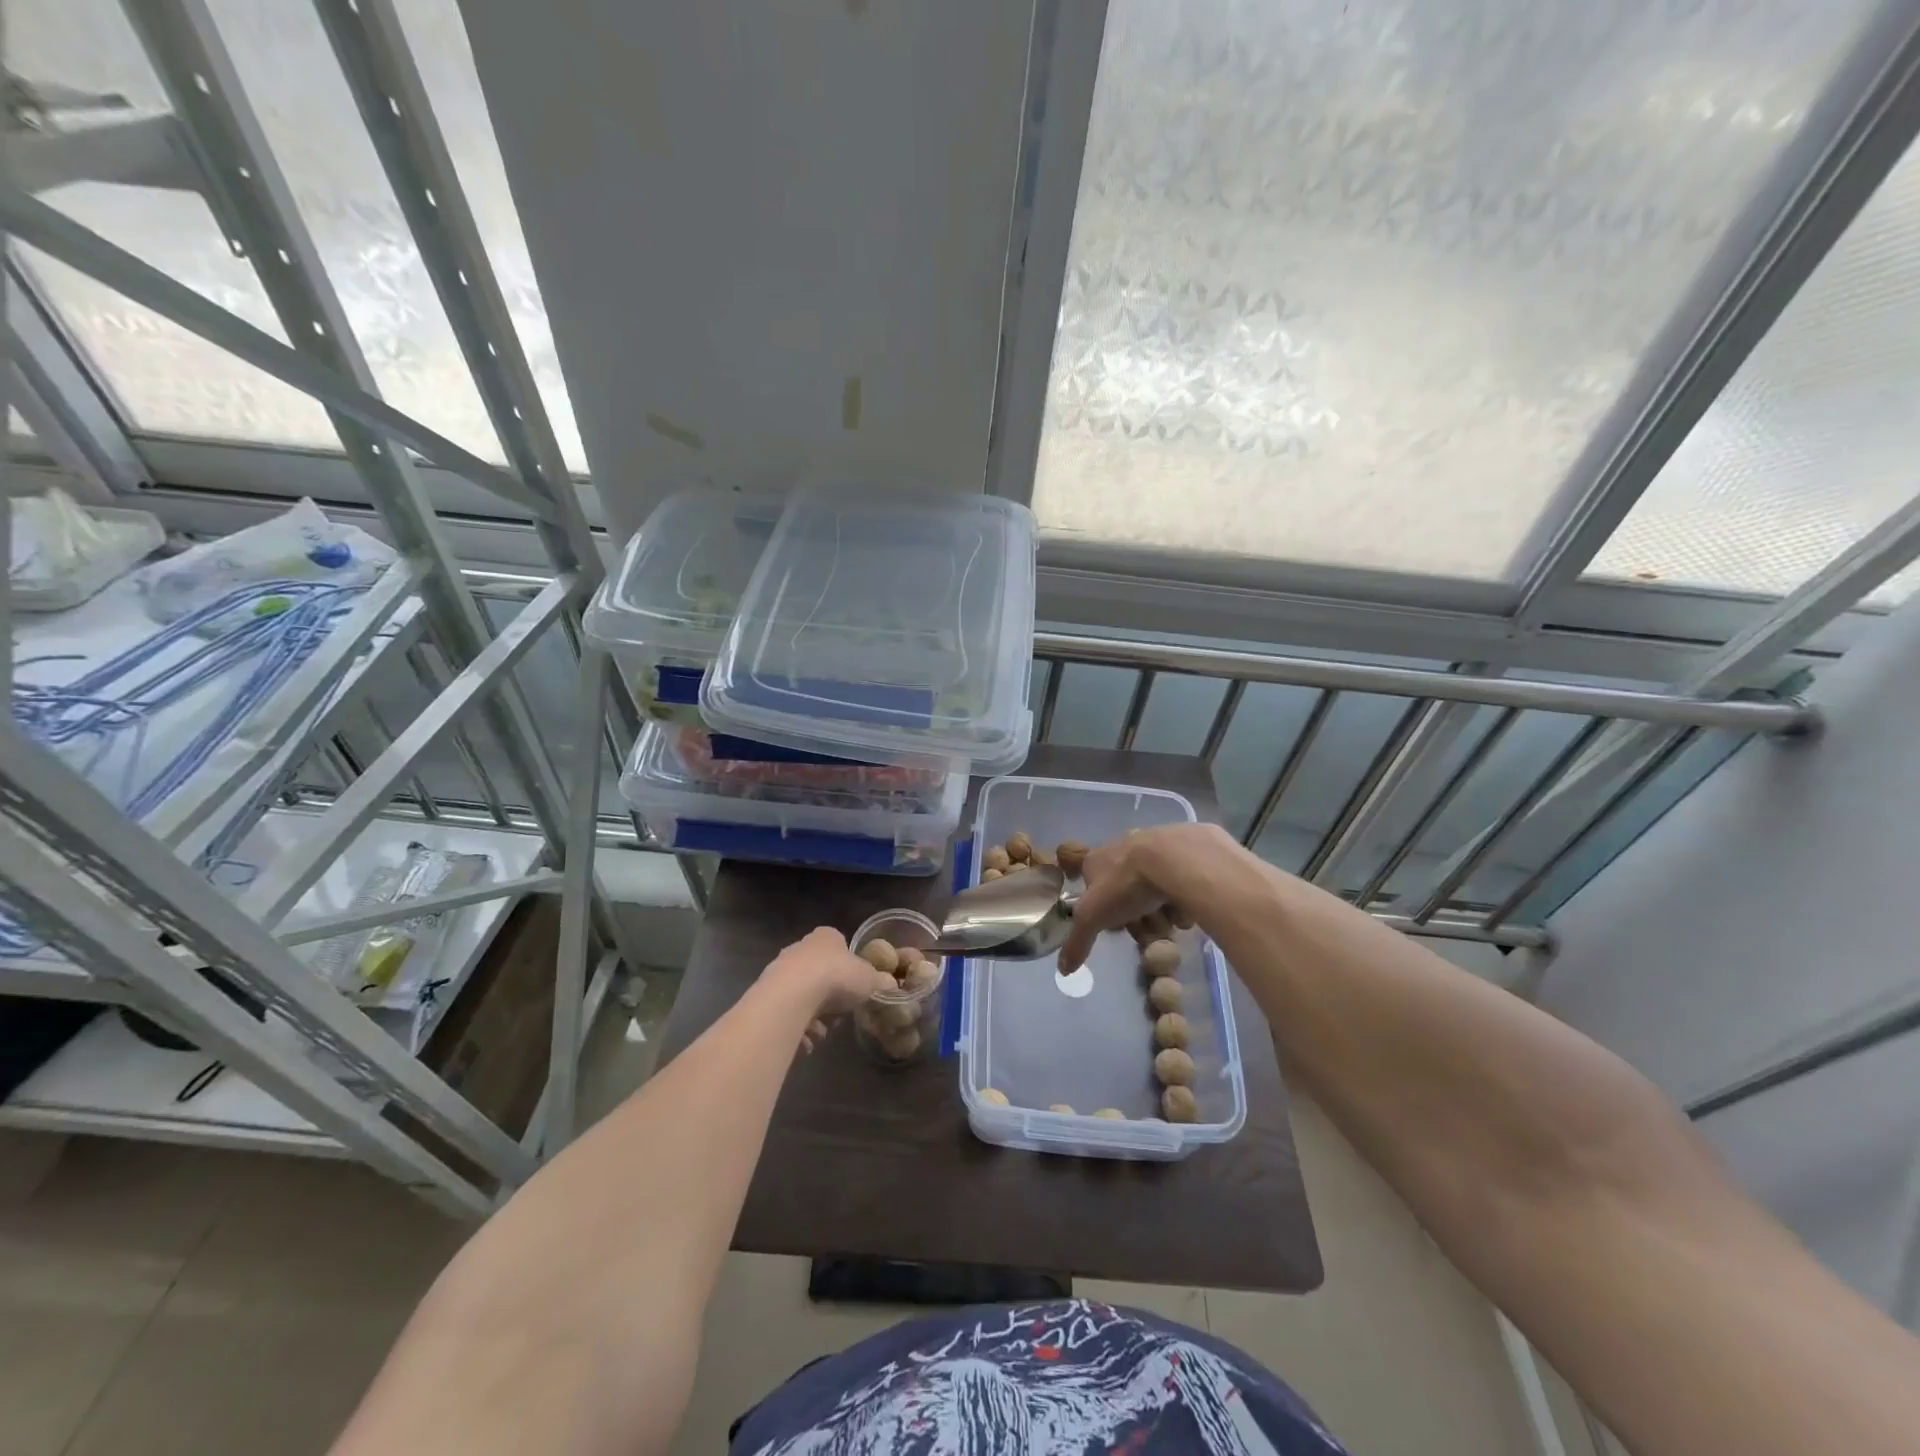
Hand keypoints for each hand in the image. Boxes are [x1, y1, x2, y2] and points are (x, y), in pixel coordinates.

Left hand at [765, 927, 897, 1053]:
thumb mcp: (869, 979)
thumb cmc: (836, 977)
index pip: (840, 947)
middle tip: (838, 1015)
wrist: (792, 995)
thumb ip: (880, 981)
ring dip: (813, 1015)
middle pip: (820, 972)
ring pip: (803, 994)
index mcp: (827, 937)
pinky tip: (805, 1039)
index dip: (849, 970)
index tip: (854, 989)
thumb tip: (891, 985)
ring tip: (821, 1032)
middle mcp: (801, 947)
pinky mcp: (767, 992)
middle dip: (830, 997)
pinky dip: (797, 1025)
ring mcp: (781, 968)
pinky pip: (787, 1011)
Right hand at [1060, 822, 1236, 971]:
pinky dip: (1182, 896)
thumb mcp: (1092, 916)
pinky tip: (1187, 909)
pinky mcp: (1183, 849)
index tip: (1116, 927)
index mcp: (1096, 859)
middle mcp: (1123, 848)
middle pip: (1126, 888)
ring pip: (1153, 885)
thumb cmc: (1124, 884)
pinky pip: (1180, 880)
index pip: (1092, 885)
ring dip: (1160, 907)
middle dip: (1135, 912)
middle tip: (1147, 931)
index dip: (1103, 909)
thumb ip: (1077, 941)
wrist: (1173, 857)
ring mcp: (1153, 846)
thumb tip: (1063, 970)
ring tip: (1170, 924)